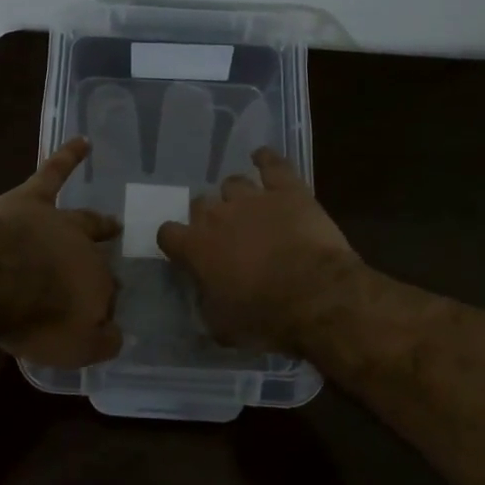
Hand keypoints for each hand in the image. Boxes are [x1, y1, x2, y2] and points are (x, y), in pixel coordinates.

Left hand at [0, 137, 123, 367]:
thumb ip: (100, 342)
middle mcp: (84, 251)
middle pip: (97, 256)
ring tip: (111, 220)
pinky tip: (83, 141)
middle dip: (103, 262)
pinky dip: (68, 156)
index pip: (105, 295)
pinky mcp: (30, 199)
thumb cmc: (36, 317)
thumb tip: (116, 335)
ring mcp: (57, 222)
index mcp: (96, 287)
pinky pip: (53, 173)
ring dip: (97, 221)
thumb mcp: (74, 347)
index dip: (101, 306)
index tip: (98, 316)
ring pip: (82, 218)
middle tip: (112, 270)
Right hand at [156, 147, 362, 355]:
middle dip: (209, 218)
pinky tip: (263, 159)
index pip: (168, 233)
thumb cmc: (264, 317)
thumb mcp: (222, 326)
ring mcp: (253, 198)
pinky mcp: (288, 189)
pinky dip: (266, 160)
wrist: (316, 296)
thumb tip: (205, 297)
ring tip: (249, 209)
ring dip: (237, 196)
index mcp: (195, 247)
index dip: (175, 241)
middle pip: (201, 204)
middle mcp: (217, 215)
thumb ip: (206, 303)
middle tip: (226, 237)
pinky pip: (272, 164)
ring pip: (233, 183)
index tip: (185, 252)